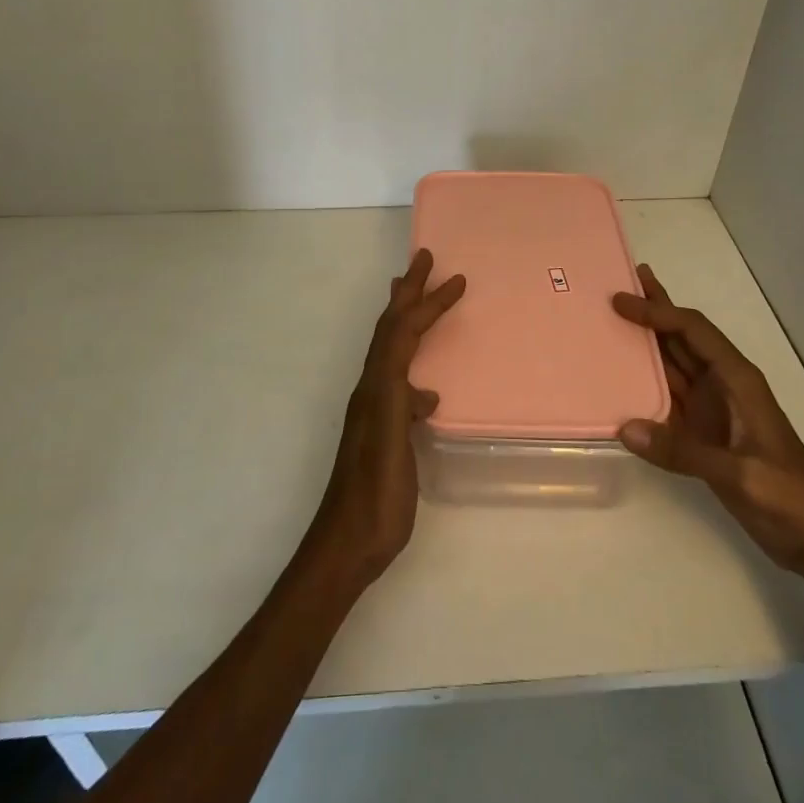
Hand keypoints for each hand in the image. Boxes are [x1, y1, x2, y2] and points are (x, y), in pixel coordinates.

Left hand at [304, 248, 465, 591]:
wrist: (348, 542)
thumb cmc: (376, 498)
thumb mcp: (390, 446)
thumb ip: (401, 408)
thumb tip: (425, 388)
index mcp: (375, 388)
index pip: (401, 331)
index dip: (426, 302)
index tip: (455, 278)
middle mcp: (371, 390)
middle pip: (390, 330)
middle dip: (408, 293)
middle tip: (424, 260)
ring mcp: (374, 410)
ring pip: (391, 351)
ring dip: (405, 319)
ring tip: (415, 299)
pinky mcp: (383, 430)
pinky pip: (399, 378)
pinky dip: (412, 362)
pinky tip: (426, 387)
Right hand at [613, 265, 803, 602]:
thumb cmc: (789, 496)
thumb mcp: (740, 474)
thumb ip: (683, 450)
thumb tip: (624, 428)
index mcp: (737, 380)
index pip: (692, 331)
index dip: (658, 311)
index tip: (620, 300)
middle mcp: (722, 385)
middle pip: (682, 337)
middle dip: (654, 309)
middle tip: (621, 282)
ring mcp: (713, 410)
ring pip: (673, 364)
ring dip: (646, 342)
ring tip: (613, 319)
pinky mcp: (704, 434)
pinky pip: (667, 400)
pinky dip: (644, 385)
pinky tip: (620, 380)